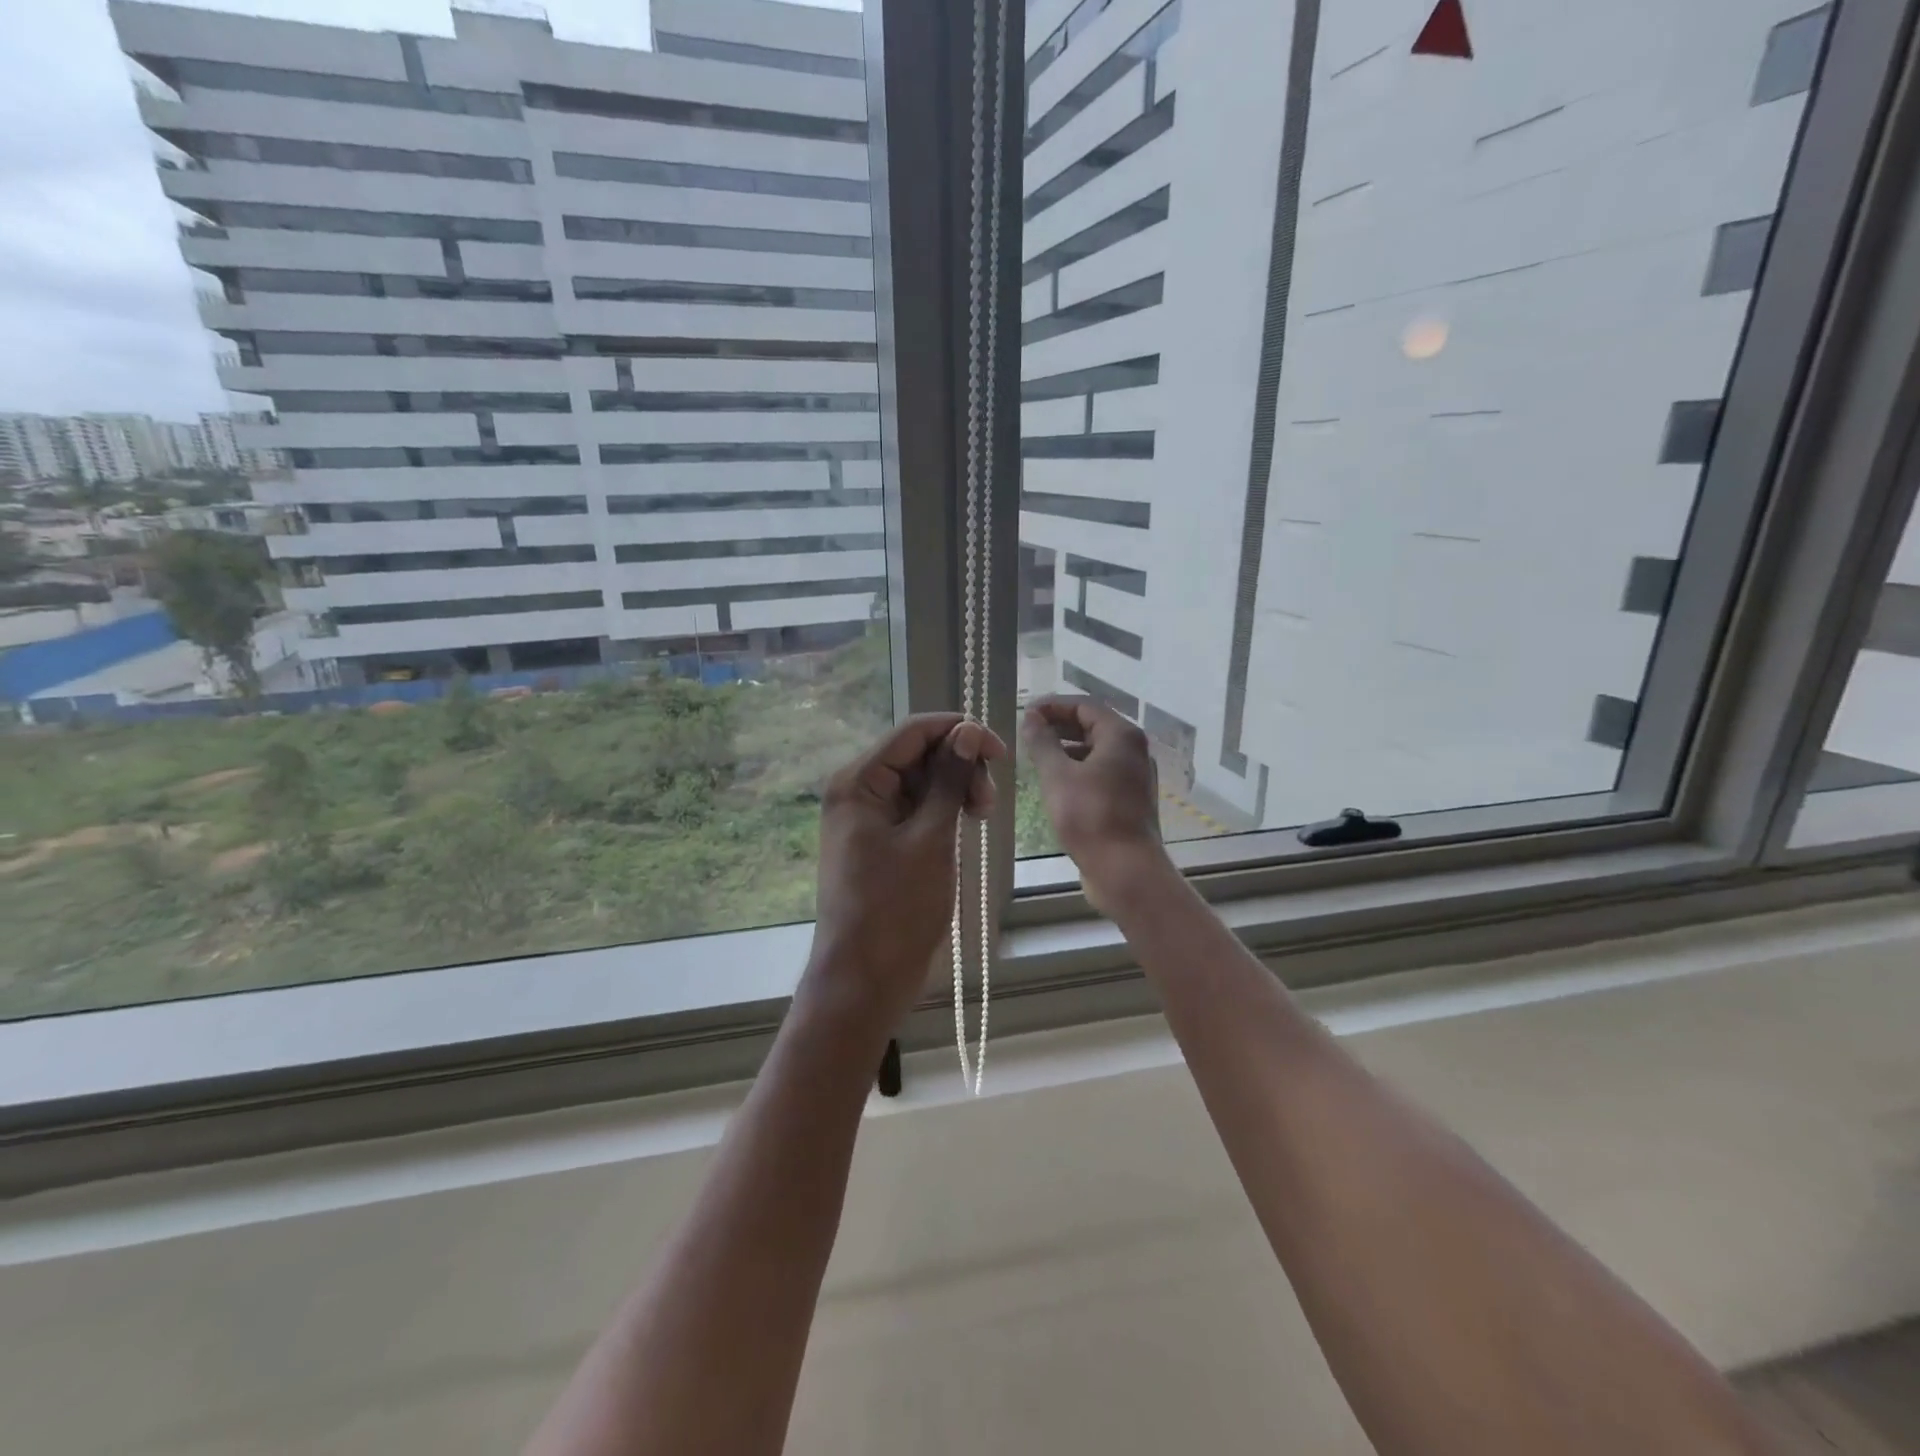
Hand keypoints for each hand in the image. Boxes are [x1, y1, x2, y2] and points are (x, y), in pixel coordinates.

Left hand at [806, 713, 1007, 1032]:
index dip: (959, 731)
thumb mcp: (930, 839)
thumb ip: (949, 780)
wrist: (864, 979)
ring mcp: (868, 817)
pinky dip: (943, 811)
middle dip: (959, 767)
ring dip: (955, 790)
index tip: (1001, 752)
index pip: (913, 731)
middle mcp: (858, 790)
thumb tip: (968, 730)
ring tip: (982, 816)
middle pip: (918, 754)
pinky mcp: (881, 840)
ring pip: (921, 781)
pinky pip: (916, 809)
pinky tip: (965, 826)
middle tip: (988, 803)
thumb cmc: (896, 909)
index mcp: (858, 781)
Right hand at [1021, 695, 1173, 914]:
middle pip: (1093, 726)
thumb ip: (1042, 742)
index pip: (1084, 705)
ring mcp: (1134, 776)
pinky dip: (1078, 768)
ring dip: (1067, 747)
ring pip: (1097, 750)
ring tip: (1037, 755)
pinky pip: (1100, 772)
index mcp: (1121, 736)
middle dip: (1059, 725)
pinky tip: (1056, 782)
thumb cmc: (1090, 816)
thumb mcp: (1057, 776)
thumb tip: (1031, 717)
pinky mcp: (1129, 799)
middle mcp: (1134, 750)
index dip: (1053, 706)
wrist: (1125, 870)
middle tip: (1028, 730)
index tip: (1025, 712)